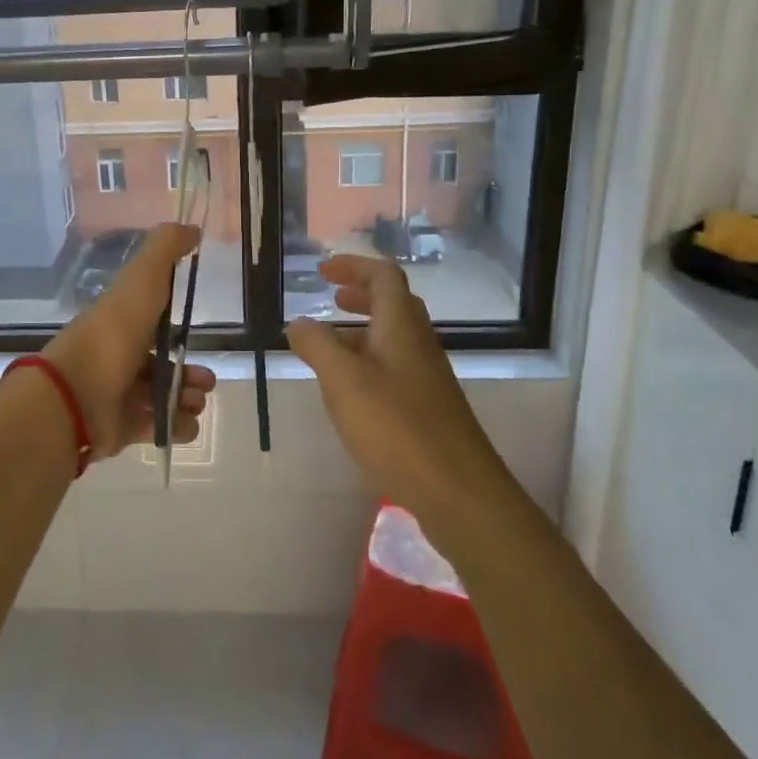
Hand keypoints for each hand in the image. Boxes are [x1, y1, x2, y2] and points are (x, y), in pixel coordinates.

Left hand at [43, 224, 216, 460]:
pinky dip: (177, 427)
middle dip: (191, 374)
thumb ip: (165, 250)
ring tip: (194, 402)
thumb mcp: (142, 280)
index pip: (154, 324)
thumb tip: (192, 228)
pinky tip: (184, 422)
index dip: (178, 329)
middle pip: (164, 366)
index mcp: (123, 323)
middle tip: (204, 382)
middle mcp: (121, 358)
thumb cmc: (113, 334)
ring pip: (165, 398)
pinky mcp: (122, 428)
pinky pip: (159, 428)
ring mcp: (120, 396)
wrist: (76, 394)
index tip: (201, 334)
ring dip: (188, 399)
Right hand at [286, 255, 506, 524]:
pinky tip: (349, 391)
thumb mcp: (344, 382)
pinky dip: (368, 362)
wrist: (459, 492)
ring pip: (393, 338)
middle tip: (330, 299)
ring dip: (361, 330)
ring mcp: (427, 377)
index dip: (354, 266)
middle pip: (393, 304)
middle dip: (360, 294)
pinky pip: (394, 367)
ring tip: (328, 345)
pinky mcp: (427, 408)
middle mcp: (419, 344)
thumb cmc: (397, 428)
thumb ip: (318, 346)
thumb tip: (299, 323)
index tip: (323, 271)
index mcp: (401, 326)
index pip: (383, 277)